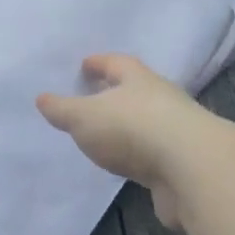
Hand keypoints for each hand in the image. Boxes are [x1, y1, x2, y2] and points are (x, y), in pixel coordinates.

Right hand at [36, 54, 212, 227]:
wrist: (192, 171)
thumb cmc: (132, 129)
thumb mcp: (85, 117)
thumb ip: (62, 109)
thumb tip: (42, 98)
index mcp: (138, 80)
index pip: (117, 63)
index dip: (99, 63)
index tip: (85, 64)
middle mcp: (161, 99)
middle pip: (135, 90)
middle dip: (115, 93)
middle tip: (93, 97)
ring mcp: (176, 132)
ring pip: (146, 122)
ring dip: (128, 126)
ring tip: (105, 135)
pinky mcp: (183, 164)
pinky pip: (154, 153)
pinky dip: (138, 155)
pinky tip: (126, 164)